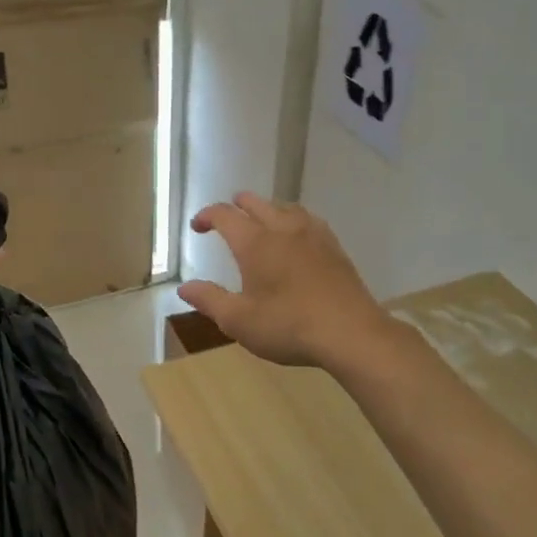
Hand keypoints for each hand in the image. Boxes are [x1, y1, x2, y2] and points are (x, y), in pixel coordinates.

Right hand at [178, 193, 390, 371]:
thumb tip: (185, 288)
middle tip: (227, 215)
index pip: (225, 215)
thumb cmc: (288, 326)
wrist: (351, 333)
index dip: (207, 216)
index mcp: (255, 243)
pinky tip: (297, 236)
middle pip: (257, 203)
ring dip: (267, 209)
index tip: (198, 226)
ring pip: (285, 207)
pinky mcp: (334, 248)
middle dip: (237, 205)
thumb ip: (209, 300)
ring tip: (261, 220)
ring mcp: (313, 235)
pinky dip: (293, 220)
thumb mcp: (239, 320)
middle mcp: (283, 229)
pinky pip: (309, 220)